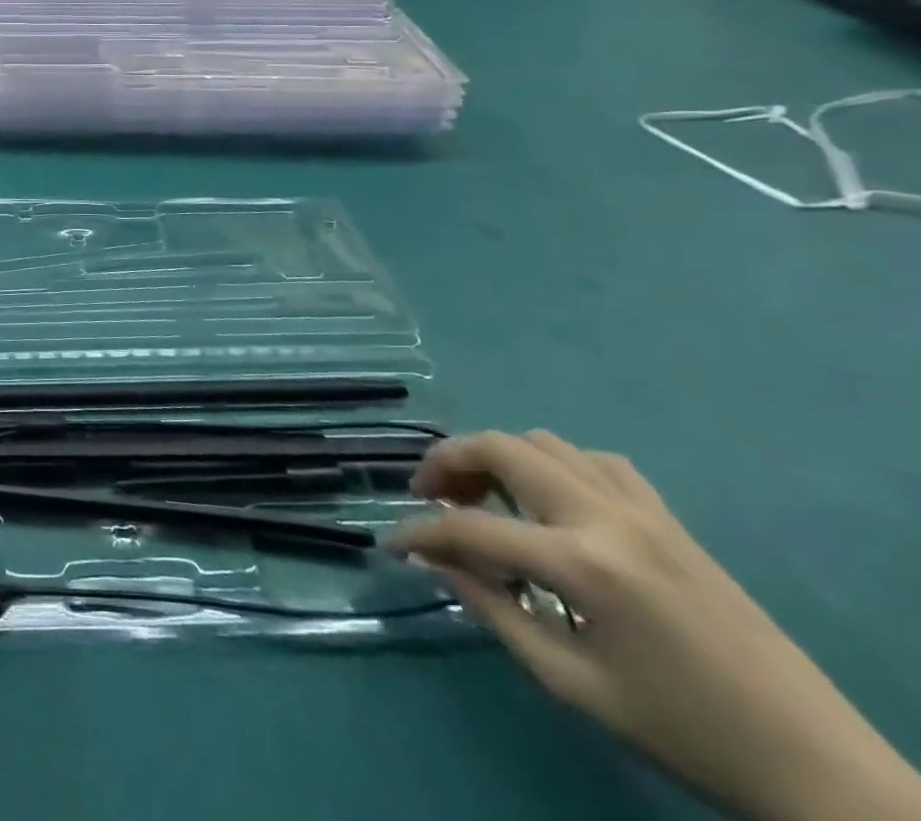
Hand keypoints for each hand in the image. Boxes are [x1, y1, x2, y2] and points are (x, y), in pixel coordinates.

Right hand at [389, 431, 920, 820]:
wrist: (815, 764)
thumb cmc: (684, 731)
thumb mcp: (574, 685)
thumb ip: (496, 612)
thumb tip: (440, 563)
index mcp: (582, 565)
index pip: (470, 528)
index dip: (418, 533)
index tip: (391, 545)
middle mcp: (605, 517)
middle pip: (499, 449)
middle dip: (446, 462)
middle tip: (426, 495)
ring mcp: (642, 509)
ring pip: (542, 442)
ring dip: (496, 458)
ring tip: (481, 494)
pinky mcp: (669, 517)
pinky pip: (595, 460)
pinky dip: (553, 464)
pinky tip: (550, 499)